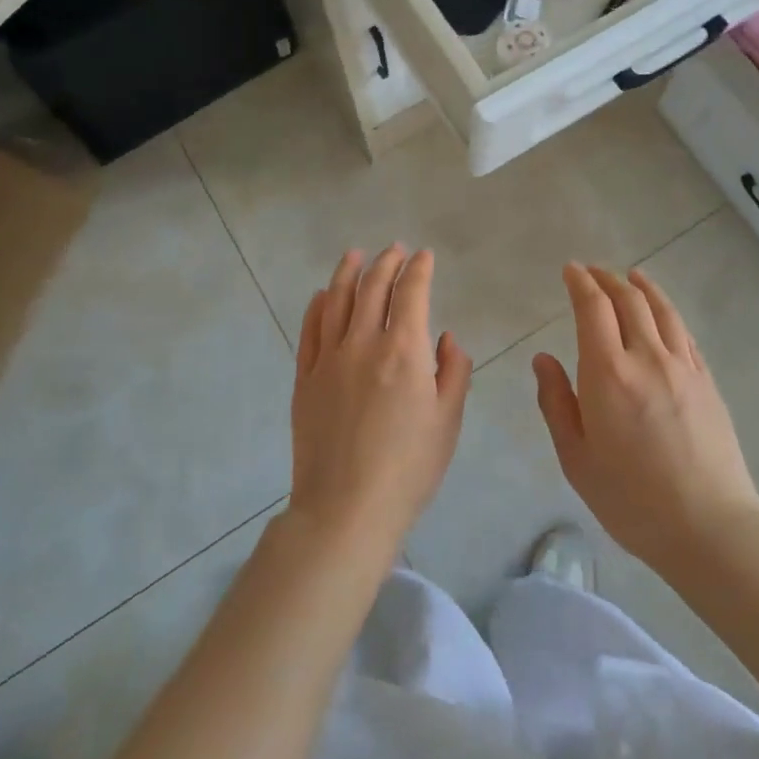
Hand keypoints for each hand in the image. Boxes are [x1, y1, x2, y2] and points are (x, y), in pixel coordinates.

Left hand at [288, 246, 471, 564]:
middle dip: (386, 262)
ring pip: (338, 300)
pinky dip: (319, 306)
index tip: (425, 256)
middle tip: (395, 249)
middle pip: (373, 287)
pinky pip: (310, 330)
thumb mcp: (448, 421)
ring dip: (349, 272)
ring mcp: (329, 359)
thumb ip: (453, 371)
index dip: (420, 269)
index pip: (411, 293)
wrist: (346, 508)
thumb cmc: (409, 468)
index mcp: (404, 351)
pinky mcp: (305, 378)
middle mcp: (364, 343)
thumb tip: (445, 338)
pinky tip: (324, 295)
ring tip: (356, 255)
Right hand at [534, 265, 758, 575]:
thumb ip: (556, 402)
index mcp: (608, 373)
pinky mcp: (707, 381)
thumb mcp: (576, 458)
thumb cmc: (631, 499)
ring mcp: (683, 367)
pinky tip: (663, 314)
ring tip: (631, 275)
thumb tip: (543, 359)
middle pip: (628, 300)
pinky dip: (668, 312)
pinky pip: (684, 333)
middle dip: (607, 279)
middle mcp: (647, 357)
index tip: (571, 270)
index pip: (593, 308)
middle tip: (592, 272)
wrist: (710, 527)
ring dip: (642, 286)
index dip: (580, 283)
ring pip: (661, 310)